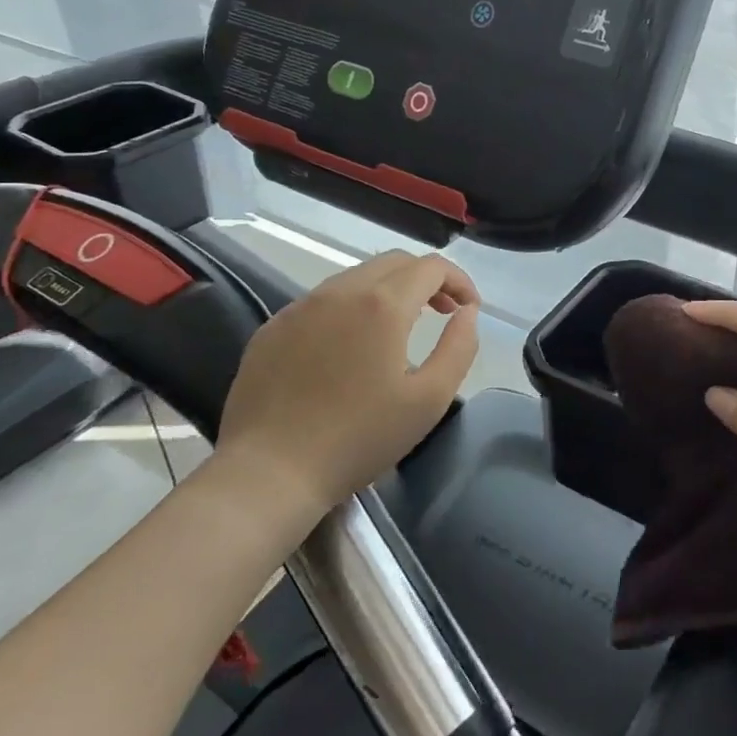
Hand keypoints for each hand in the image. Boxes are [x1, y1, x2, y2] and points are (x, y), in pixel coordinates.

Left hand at [212, 251, 478, 542]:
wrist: (268, 474)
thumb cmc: (358, 439)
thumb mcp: (429, 399)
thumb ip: (460, 347)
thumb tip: (467, 313)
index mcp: (383, 305)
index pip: (431, 267)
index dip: (459, 281)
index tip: (468, 310)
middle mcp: (341, 291)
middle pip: (395, 262)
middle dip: (427, 279)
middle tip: (442, 313)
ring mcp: (301, 306)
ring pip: (357, 276)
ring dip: (389, 290)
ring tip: (400, 327)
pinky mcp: (274, 327)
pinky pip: (323, 300)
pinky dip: (351, 307)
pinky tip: (351, 346)